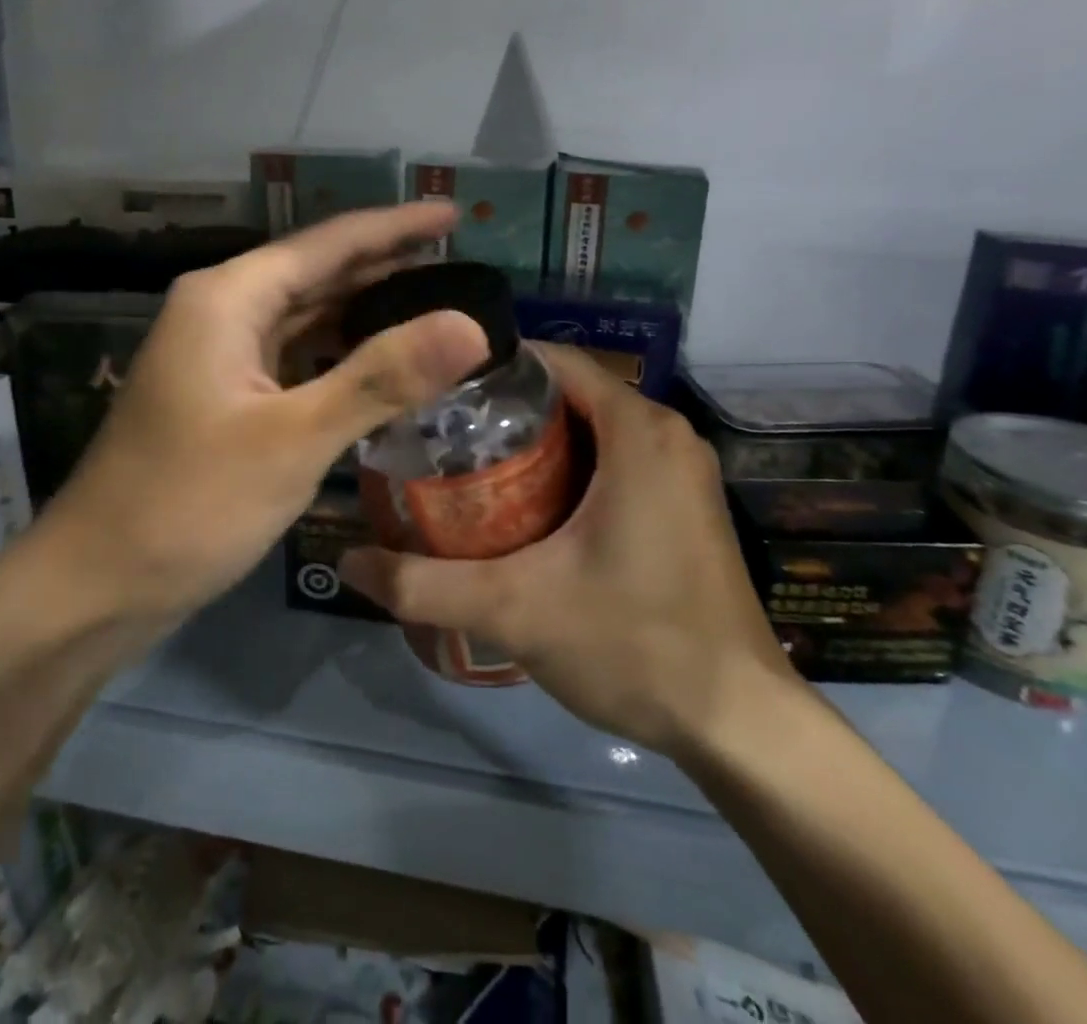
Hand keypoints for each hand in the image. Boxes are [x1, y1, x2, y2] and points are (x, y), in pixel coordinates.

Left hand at [26, 204, 489, 627]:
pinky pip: (296, 357)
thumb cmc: (188, 505)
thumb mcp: (294, 438)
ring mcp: (220, 355)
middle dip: (386, 265)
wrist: (96, 586)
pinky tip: (381, 366)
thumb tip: (471, 324)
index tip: (453, 214)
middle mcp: (222, 311)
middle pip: (318, 273)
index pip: (330, 242)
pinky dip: (341, 355)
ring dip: (366, 310)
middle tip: (458, 263)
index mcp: (229, 298)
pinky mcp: (226, 397)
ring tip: (433, 306)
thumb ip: (382, 377)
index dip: (396, 226)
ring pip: (308, 316)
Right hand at [340, 345, 799, 755]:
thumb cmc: (634, 643)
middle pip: (568, 394)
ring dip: (535, 444)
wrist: (741, 725)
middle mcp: (666, 433)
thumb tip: (346, 561)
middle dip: (504, 412)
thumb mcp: (515, 609)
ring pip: (592, 429)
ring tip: (469, 472)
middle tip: (441, 438)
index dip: (490, 370)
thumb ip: (424, 584)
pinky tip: (526, 511)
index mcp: (637, 428)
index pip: (551, 361)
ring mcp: (682, 470)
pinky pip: (617, 459)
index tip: (436, 392)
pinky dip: (570, 469)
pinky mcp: (686, 505)